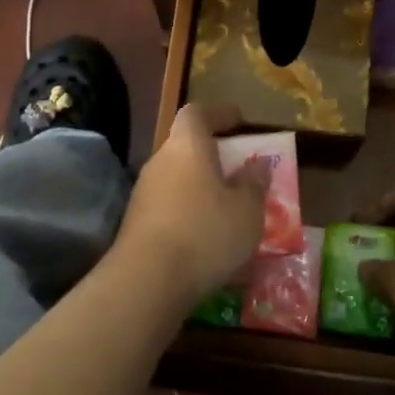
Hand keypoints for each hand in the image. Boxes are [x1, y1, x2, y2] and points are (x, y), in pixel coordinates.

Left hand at [114, 104, 268, 306]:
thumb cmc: (205, 232)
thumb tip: (257, 164)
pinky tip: (207, 238)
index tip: (238, 120)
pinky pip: (170, 207)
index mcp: (187, 146)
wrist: (147, 281)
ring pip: (178, 179)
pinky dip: (189, 214)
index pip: (197, 113)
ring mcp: (144, 194)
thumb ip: (254, 183)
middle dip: (212, 156)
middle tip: (239, 170)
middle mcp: (160, 162)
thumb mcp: (247, 210)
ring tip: (228, 209)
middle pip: (186, 147)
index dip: (218, 113)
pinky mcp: (136, 224)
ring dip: (201, 188)